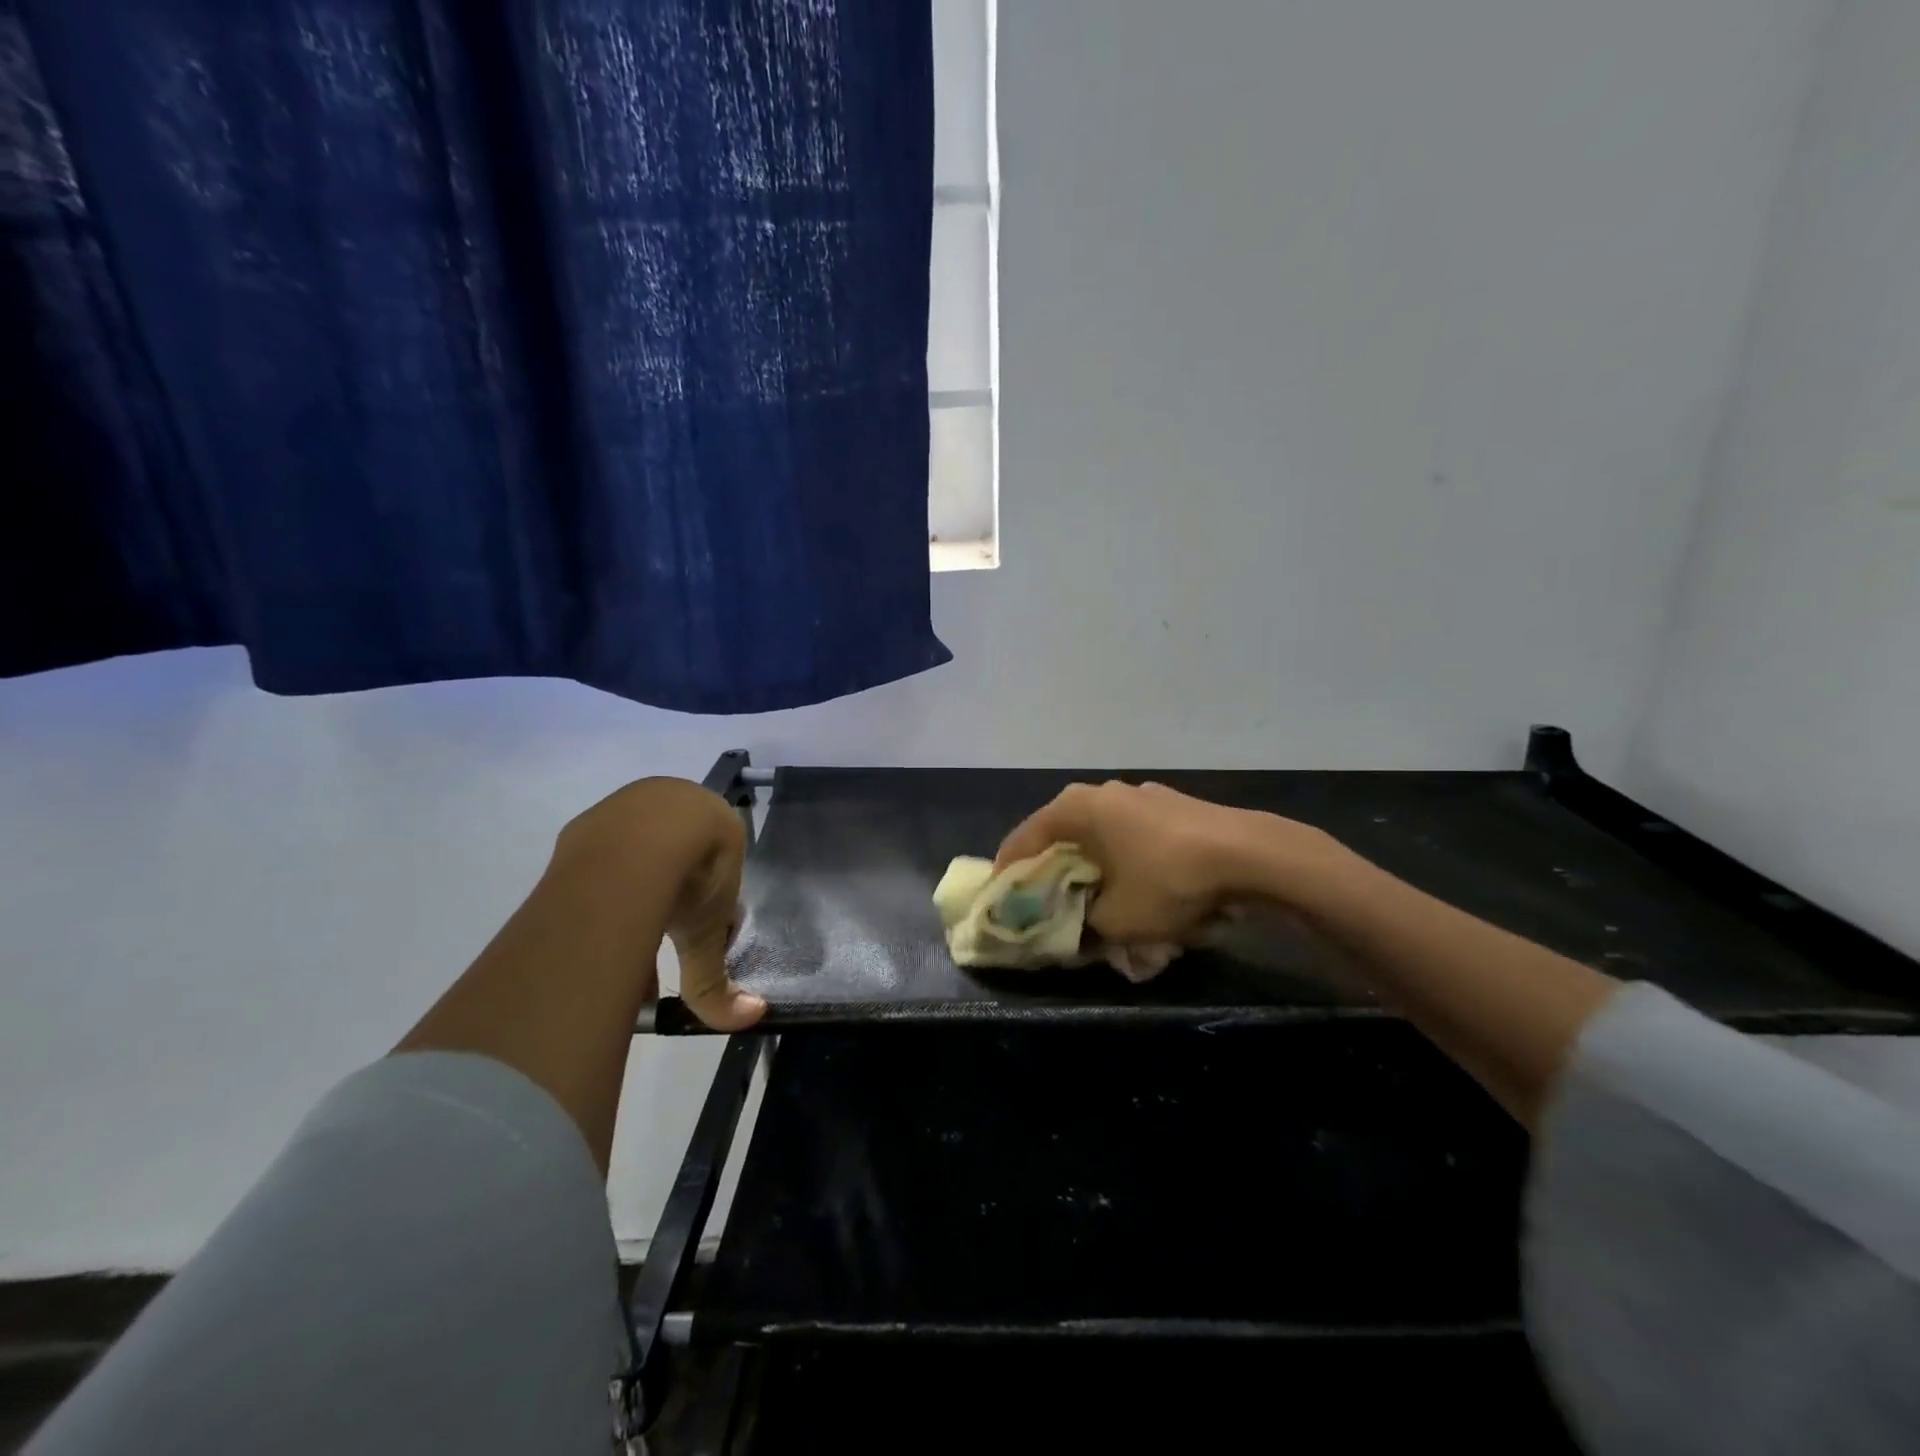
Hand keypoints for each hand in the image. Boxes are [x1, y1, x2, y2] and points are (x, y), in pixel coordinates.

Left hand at [556, 778, 765, 1031]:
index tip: (696, 926)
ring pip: (631, 852)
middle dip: (667, 893)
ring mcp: (624, 806)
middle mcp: (670, 801)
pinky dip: (598, 884)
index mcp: (713, 817)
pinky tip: (593, 917)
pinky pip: (596, 857)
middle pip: (672, 851)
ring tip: (621, 933)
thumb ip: (719, 978)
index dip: (708, 894)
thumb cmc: (692, 877)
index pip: (716, 855)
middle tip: (659, 933)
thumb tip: (753, 1017)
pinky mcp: (585, 821)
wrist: (639, 844)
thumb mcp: (708, 932)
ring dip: (630, 888)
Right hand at [995, 780, 1327, 944]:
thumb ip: (1083, 927)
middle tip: (1047, 903)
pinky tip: (1143, 890)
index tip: (1001, 900)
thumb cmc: (1168, 881)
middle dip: (1054, 872)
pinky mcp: (1174, 807)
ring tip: (1097, 901)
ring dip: (1094, 868)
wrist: (1251, 855)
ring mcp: (1142, 796)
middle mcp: (1103, 792)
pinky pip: (1135, 838)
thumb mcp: (1117, 920)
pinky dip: (1127, 863)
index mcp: (1077, 808)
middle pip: (1063, 835)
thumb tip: (1076, 930)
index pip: (1024, 838)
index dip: (1009, 872)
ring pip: (1102, 837)